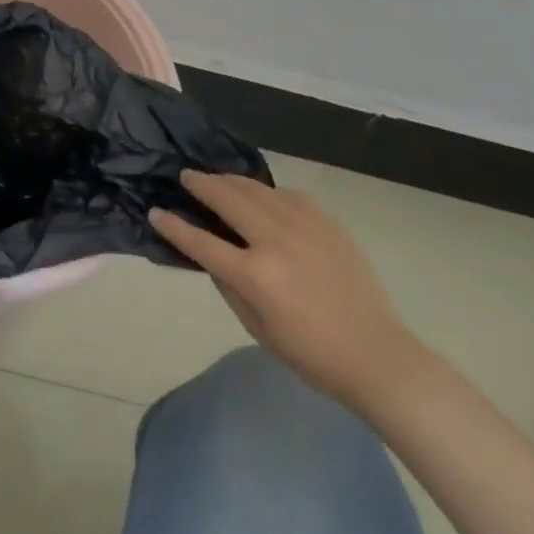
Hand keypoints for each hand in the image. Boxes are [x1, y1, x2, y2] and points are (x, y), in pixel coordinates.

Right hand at [151, 172, 433, 411]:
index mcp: (256, 275)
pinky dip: (268, 193)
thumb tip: (211, 253)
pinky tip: (263, 198)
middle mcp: (276, 241)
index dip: (174, 227)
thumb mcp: (256, 327)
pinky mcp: (328, 223)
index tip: (156, 212)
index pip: (201, 242)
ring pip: (257, 190)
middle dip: (202, 185)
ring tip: (217, 180)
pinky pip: (288, 196)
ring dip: (231, 181)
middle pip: (228, 199)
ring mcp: (305, 227)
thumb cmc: (310, 354)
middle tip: (186, 177)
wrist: (378, 356)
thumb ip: (228, 284)